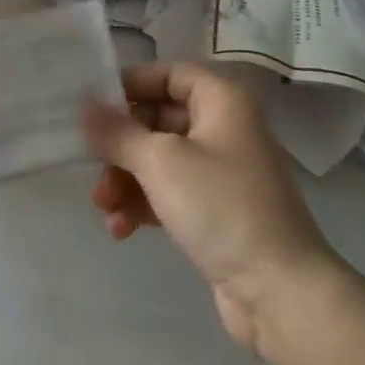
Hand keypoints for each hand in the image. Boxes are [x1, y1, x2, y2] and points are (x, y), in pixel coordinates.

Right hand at [82, 62, 338, 353]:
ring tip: (103, 206)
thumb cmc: (221, 206)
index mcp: (222, 102)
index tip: (93, 106)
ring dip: (126, 179)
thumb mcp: (161, 162)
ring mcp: (221, 173)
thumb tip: (85, 105)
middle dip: (121, 144)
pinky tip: (121, 229)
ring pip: (160, 160)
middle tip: (90, 163)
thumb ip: (118, 132)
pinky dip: (144, 205)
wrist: (280, 290)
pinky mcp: (216, 211)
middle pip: (159, 119)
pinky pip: (170, 194)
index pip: (169, 74)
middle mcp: (224, 129)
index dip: (131, 84)